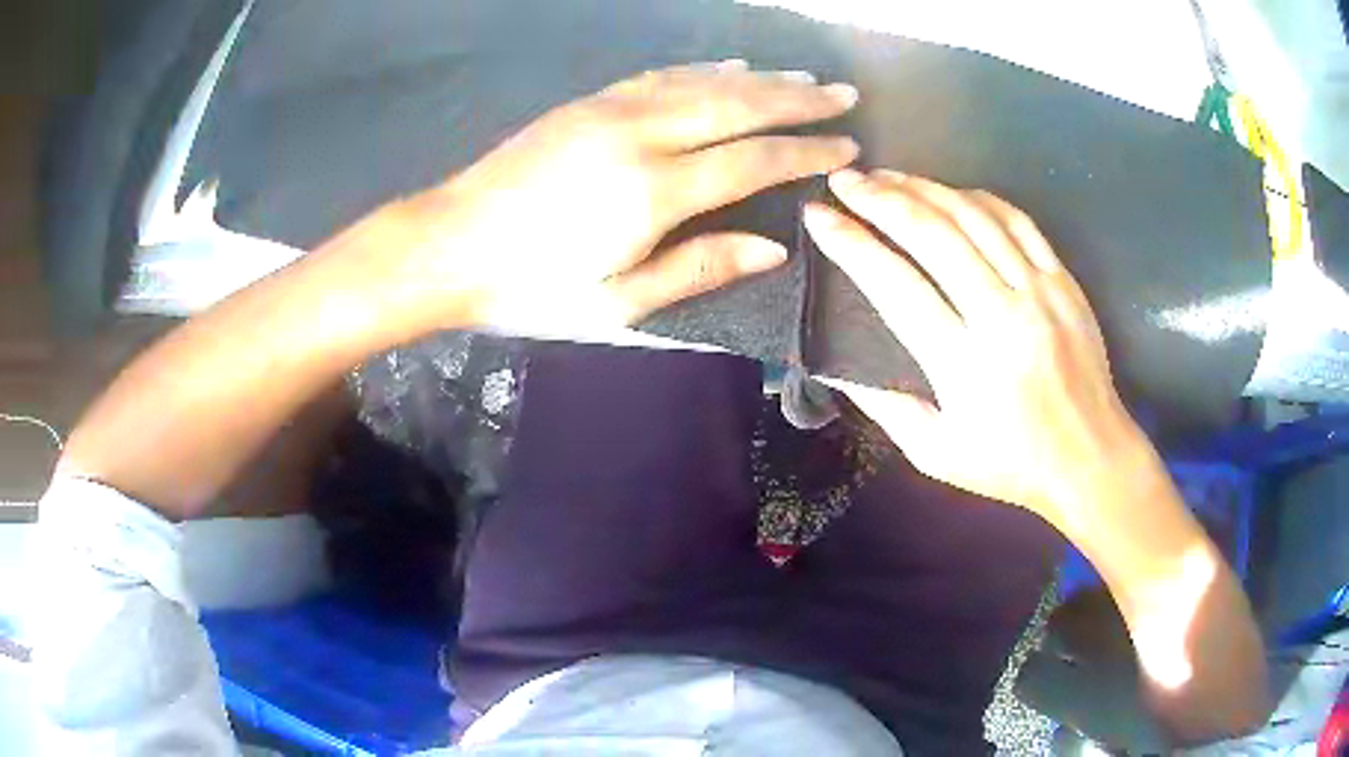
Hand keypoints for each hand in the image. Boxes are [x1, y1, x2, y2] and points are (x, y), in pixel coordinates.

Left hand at [387, 61, 858, 334]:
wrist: (448, 245)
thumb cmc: (531, 287)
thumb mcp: (618, 303)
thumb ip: (699, 269)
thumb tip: (774, 248)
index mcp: (654, 191)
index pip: (754, 160)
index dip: (806, 152)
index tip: (846, 146)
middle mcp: (641, 135)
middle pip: (738, 105)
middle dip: (798, 98)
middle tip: (843, 94)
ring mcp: (610, 110)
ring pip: (703, 83)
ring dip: (760, 77)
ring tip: (803, 76)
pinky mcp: (587, 103)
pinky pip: (660, 76)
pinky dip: (703, 70)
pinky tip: (728, 67)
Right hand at [804, 169, 1151, 530]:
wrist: (1090, 457)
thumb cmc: (1011, 463)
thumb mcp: (936, 454)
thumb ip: (884, 407)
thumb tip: (834, 364)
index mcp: (963, 364)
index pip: (895, 284)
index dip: (850, 243)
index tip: (818, 216)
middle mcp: (1001, 315)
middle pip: (932, 234)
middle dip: (879, 199)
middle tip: (843, 181)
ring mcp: (1038, 291)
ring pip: (972, 216)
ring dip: (923, 187)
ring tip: (885, 176)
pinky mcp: (1063, 280)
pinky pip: (1016, 220)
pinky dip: (977, 198)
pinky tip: (950, 192)